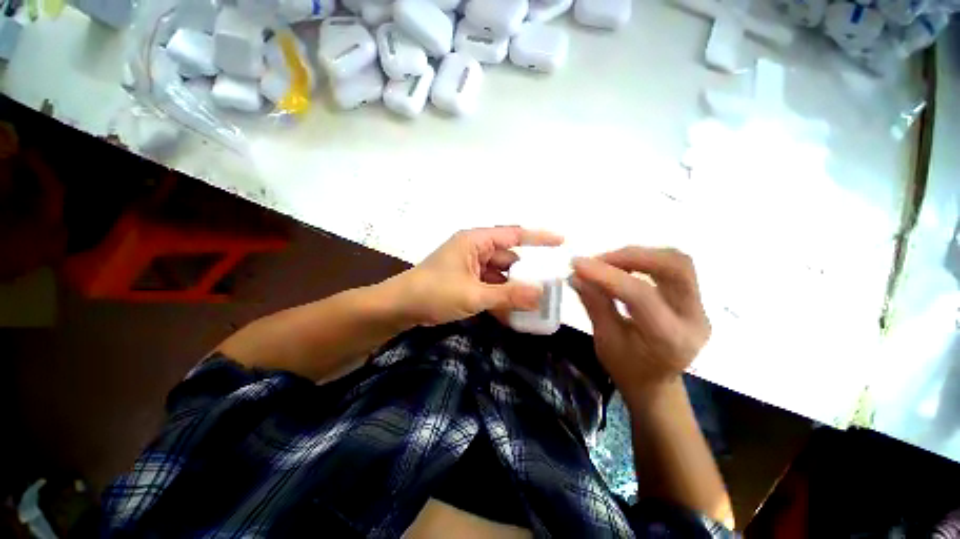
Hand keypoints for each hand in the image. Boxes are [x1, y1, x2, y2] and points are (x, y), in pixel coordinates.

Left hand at [396, 226, 563, 325]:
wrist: (400, 307)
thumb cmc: (434, 293)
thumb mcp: (473, 294)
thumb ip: (508, 295)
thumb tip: (541, 295)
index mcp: (476, 241)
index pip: (514, 235)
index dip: (538, 238)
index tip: (561, 242)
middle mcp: (475, 250)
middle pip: (509, 259)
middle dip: (526, 274)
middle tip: (548, 289)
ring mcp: (470, 266)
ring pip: (500, 276)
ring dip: (513, 290)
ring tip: (534, 306)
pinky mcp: (466, 281)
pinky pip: (490, 286)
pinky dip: (500, 298)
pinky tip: (512, 314)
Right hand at [570, 247, 709, 400]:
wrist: (656, 384)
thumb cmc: (627, 368)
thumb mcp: (605, 341)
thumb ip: (595, 304)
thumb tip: (577, 275)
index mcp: (670, 339)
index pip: (641, 295)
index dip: (607, 275)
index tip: (577, 264)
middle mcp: (694, 319)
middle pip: (674, 267)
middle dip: (631, 256)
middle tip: (597, 260)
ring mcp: (699, 307)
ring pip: (676, 261)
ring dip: (637, 255)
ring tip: (606, 262)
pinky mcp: (694, 299)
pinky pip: (672, 267)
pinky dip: (643, 260)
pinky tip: (620, 266)